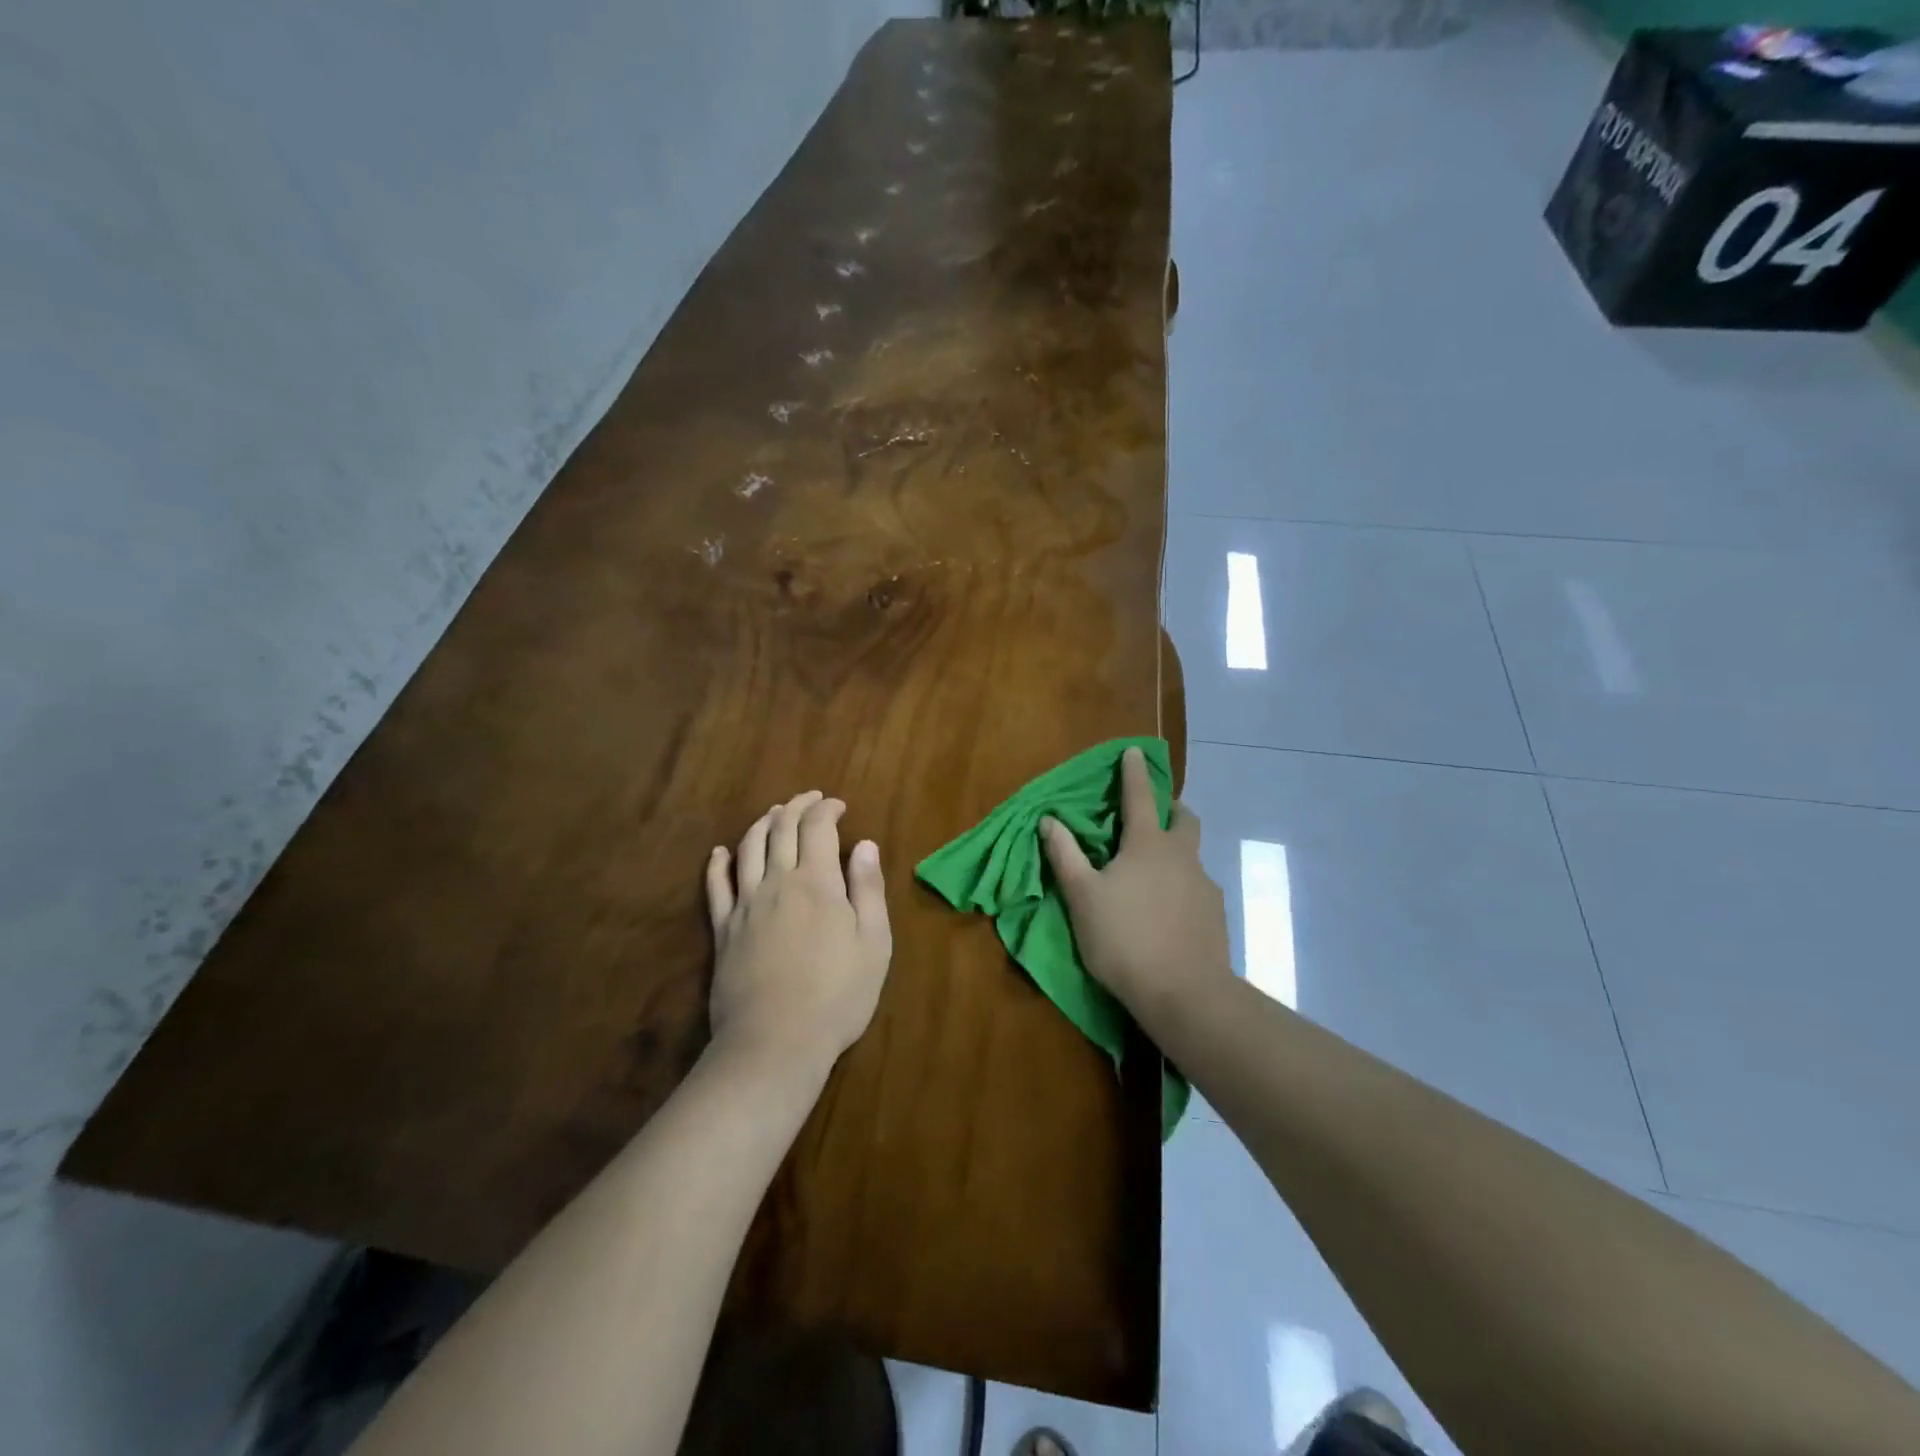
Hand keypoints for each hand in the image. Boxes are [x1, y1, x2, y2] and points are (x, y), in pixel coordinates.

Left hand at [705, 791, 892, 1081]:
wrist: (776, 1042)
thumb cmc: (837, 995)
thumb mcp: (873, 943)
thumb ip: (868, 889)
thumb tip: (864, 844)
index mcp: (817, 882)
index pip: (817, 828)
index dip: (827, 810)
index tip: (839, 806)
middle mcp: (777, 882)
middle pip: (781, 829)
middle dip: (796, 807)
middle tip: (810, 798)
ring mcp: (745, 905)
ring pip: (748, 848)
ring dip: (762, 824)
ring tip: (774, 814)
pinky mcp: (723, 930)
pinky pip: (716, 886)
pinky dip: (719, 863)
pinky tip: (721, 853)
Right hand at [1041, 747, 1231, 1020]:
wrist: (1184, 994)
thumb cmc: (1124, 938)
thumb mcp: (1082, 897)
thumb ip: (1065, 855)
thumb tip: (1049, 820)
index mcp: (1147, 845)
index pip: (1139, 796)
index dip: (1133, 772)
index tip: (1134, 751)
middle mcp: (1182, 856)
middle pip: (1184, 819)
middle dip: (1171, 808)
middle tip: (1155, 814)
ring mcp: (1204, 886)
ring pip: (1192, 856)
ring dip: (1176, 853)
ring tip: (1153, 876)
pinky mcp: (1216, 916)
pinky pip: (1197, 889)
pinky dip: (1182, 888)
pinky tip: (1168, 913)